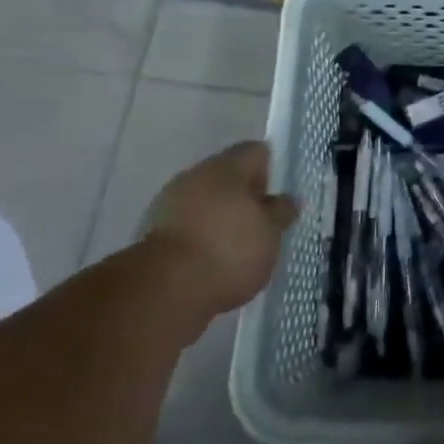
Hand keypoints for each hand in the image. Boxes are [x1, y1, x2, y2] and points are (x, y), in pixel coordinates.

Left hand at [139, 141, 296, 314]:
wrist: (165, 291)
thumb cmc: (229, 250)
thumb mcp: (270, 233)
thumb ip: (281, 212)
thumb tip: (288, 199)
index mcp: (226, 166)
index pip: (255, 152)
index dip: (272, 167)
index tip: (282, 192)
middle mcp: (196, 176)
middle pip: (228, 176)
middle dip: (246, 195)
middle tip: (265, 221)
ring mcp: (171, 204)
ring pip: (207, 201)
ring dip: (223, 217)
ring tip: (243, 244)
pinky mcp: (155, 235)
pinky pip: (190, 226)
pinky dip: (204, 236)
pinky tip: (217, 259)